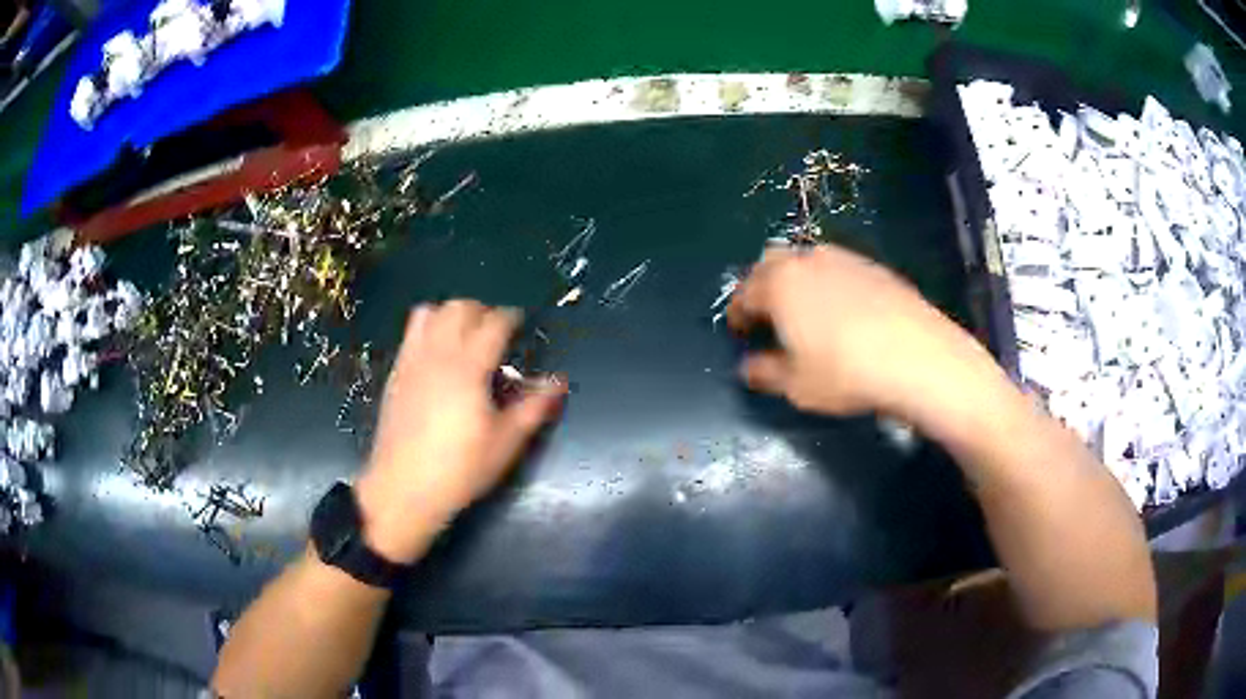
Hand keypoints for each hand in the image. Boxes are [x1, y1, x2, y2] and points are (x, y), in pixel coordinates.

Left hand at [355, 301, 565, 563]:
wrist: (403, 489)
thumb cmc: (460, 469)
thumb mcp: (505, 443)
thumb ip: (533, 407)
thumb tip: (558, 382)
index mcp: (468, 368)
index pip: (494, 323)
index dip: (512, 318)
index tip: (522, 326)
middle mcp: (438, 354)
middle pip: (459, 307)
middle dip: (482, 312)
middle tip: (496, 335)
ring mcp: (412, 361)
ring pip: (430, 312)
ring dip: (451, 315)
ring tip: (464, 339)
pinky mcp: (396, 373)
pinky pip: (411, 333)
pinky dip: (429, 330)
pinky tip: (438, 357)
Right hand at [728, 244, 1002, 425]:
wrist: (917, 357)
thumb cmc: (846, 373)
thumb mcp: (796, 386)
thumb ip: (765, 373)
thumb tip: (749, 367)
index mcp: (779, 285)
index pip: (744, 293)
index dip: (737, 313)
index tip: (739, 331)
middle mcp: (808, 261)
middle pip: (772, 263)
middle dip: (762, 285)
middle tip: (768, 314)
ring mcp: (845, 260)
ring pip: (808, 260)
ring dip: (797, 281)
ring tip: (806, 311)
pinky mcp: (875, 268)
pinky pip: (839, 268)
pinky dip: (830, 283)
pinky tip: (845, 311)